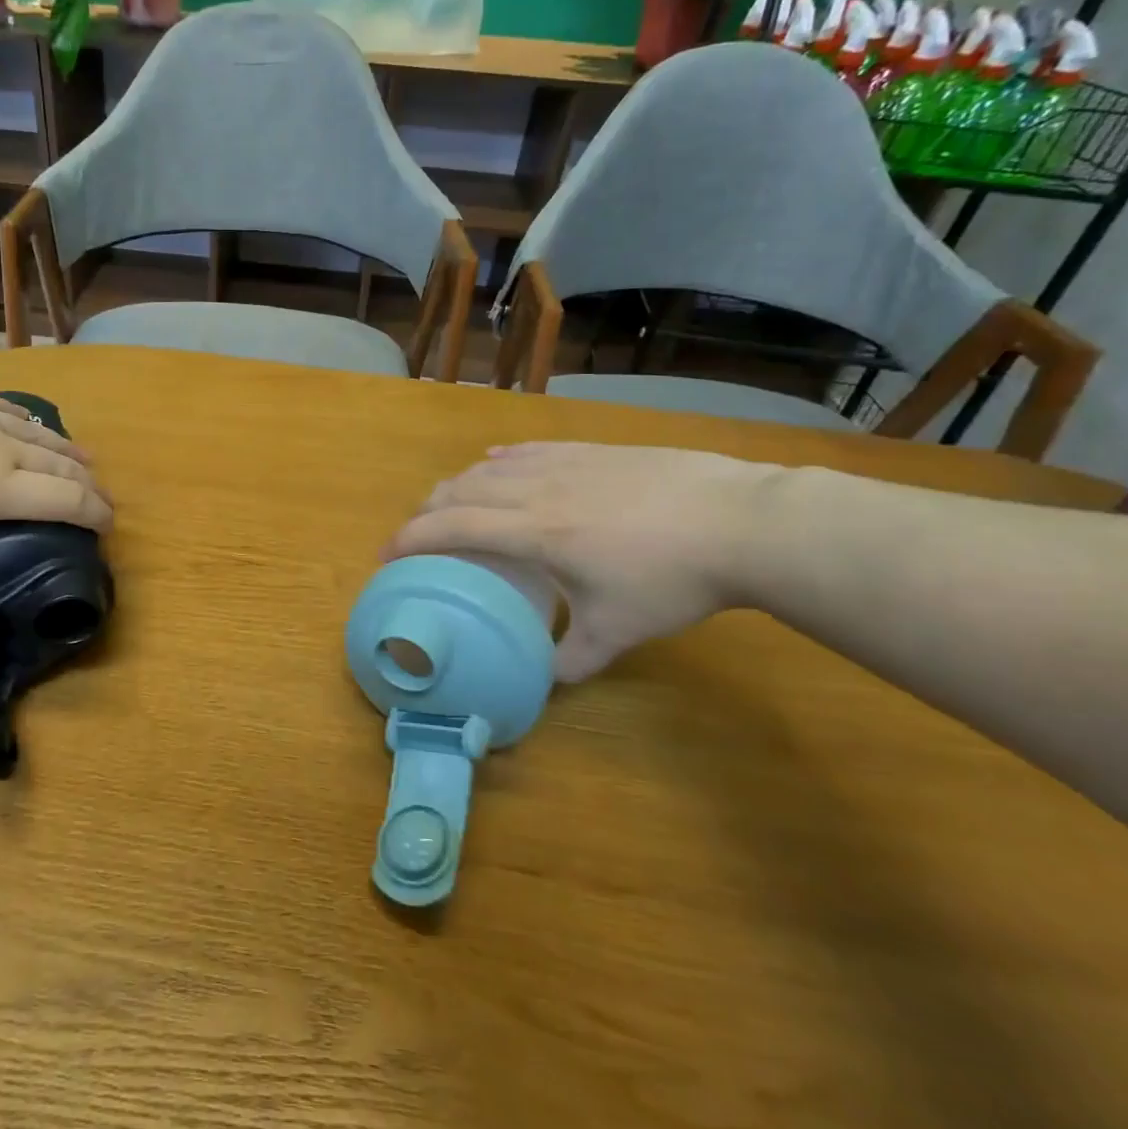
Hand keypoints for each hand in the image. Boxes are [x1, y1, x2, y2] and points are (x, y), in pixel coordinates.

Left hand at [0, 375, 110, 593]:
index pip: (65, 499)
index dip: (95, 514)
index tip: (107, 528)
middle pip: (62, 463)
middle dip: (89, 484)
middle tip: (100, 501)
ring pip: (39, 431)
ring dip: (66, 451)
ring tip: (81, 462)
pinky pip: (5, 407)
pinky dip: (27, 423)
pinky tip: (26, 426)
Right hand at [384, 442, 778, 680]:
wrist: (740, 522)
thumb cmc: (672, 579)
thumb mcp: (617, 631)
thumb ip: (572, 657)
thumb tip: (546, 678)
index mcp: (533, 532)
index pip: (451, 526)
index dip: (411, 537)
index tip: (387, 555)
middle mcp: (535, 489)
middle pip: (461, 488)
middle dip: (426, 509)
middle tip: (416, 533)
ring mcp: (564, 464)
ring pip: (491, 466)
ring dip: (459, 484)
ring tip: (451, 502)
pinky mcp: (591, 451)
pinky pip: (529, 450)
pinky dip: (501, 460)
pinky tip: (497, 461)